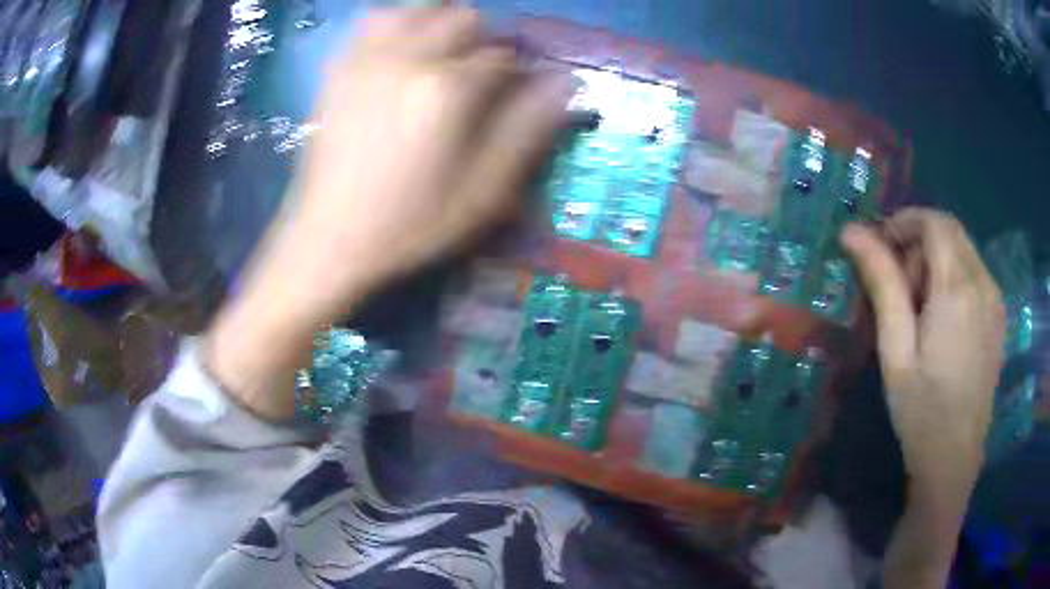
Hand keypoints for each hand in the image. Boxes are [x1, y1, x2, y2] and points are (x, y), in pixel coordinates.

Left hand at [259, 8, 574, 333]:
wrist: (330, 239)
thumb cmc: (411, 223)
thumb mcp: (483, 192)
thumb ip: (526, 130)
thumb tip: (563, 82)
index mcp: (447, 89)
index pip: (504, 54)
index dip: (521, 70)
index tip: (521, 91)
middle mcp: (407, 58)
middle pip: (464, 18)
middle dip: (484, 41)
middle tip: (483, 77)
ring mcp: (367, 59)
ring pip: (419, 10)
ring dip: (442, 25)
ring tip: (444, 59)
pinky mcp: (340, 70)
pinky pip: (374, 22)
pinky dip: (398, 26)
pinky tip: (402, 55)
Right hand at [842, 209, 1005, 588]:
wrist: (954, 463)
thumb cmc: (921, 413)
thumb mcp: (895, 352)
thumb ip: (882, 285)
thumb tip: (852, 232)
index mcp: (958, 289)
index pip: (934, 222)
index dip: (904, 222)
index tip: (880, 247)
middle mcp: (984, 284)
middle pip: (950, 232)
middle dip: (919, 243)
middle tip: (897, 287)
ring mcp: (996, 301)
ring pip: (964, 251)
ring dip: (936, 261)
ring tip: (918, 310)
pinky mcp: (998, 317)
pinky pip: (975, 274)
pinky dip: (953, 278)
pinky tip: (941, 320)